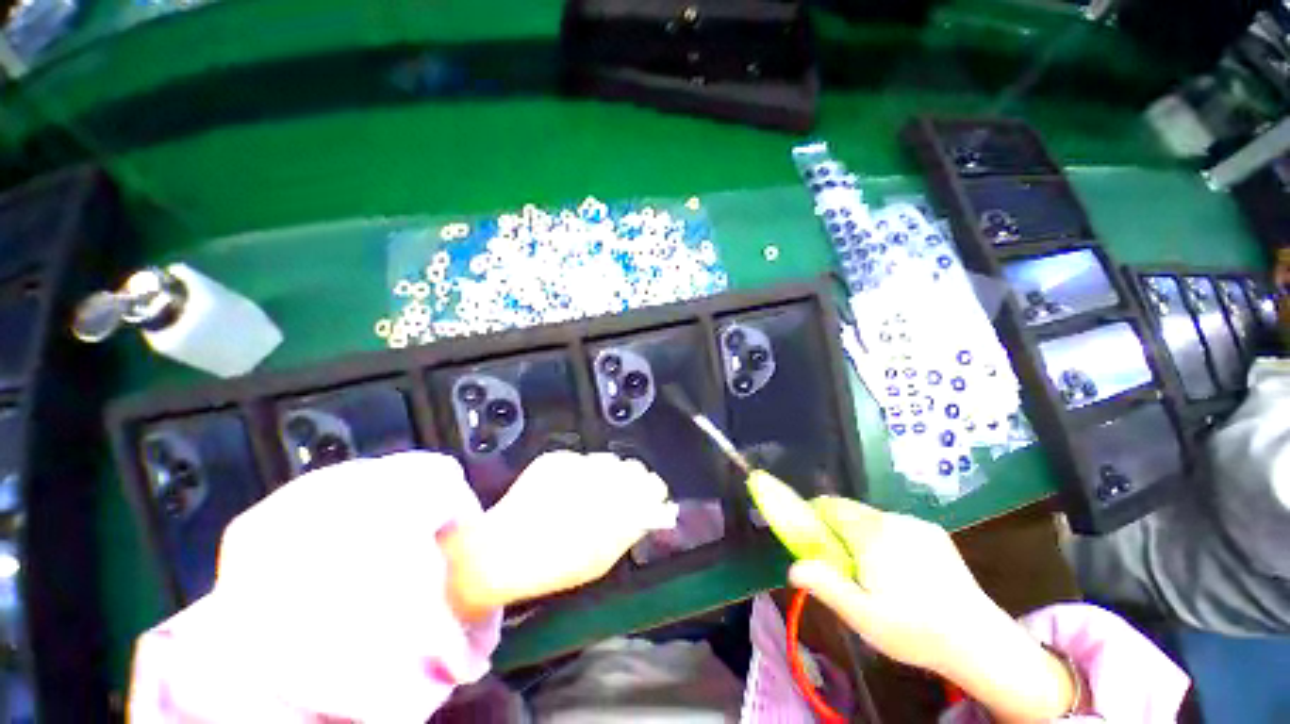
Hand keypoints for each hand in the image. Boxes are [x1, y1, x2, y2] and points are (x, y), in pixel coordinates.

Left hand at [443, 451, 676, 619]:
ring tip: (591, 494)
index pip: (650, 484)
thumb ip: (630, 529)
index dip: (653, 490)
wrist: (499, 554)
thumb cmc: (555, 565)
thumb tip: (651, 510)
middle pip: (631, 467)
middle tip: (623, 496)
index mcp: (615, 505)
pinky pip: (580, 460)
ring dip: (607, 473)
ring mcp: (576, 464)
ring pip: (607, 460)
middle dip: (632, 479)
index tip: (652, 496)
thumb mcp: (601, 558)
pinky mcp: (555, 459)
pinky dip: (581, 472)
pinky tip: (568, 490)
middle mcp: (600, 478)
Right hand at [789, 498, 1077, 722]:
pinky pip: (895, 525)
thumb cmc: (913, 629)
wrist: (979, 641)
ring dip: (860, 532)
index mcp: (871, 532)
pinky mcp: (934, 533)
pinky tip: (899, 569)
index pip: (829, 506)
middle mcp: (892, 518)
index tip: (810, 537)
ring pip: (872, 517)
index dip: (813, 516)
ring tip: (870, 569)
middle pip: (849, 509)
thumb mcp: (862, 615)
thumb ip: (824, 585)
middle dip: (836, 527)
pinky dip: (884, 537)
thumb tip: (792, 567)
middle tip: (838, 561)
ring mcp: (916, 523)